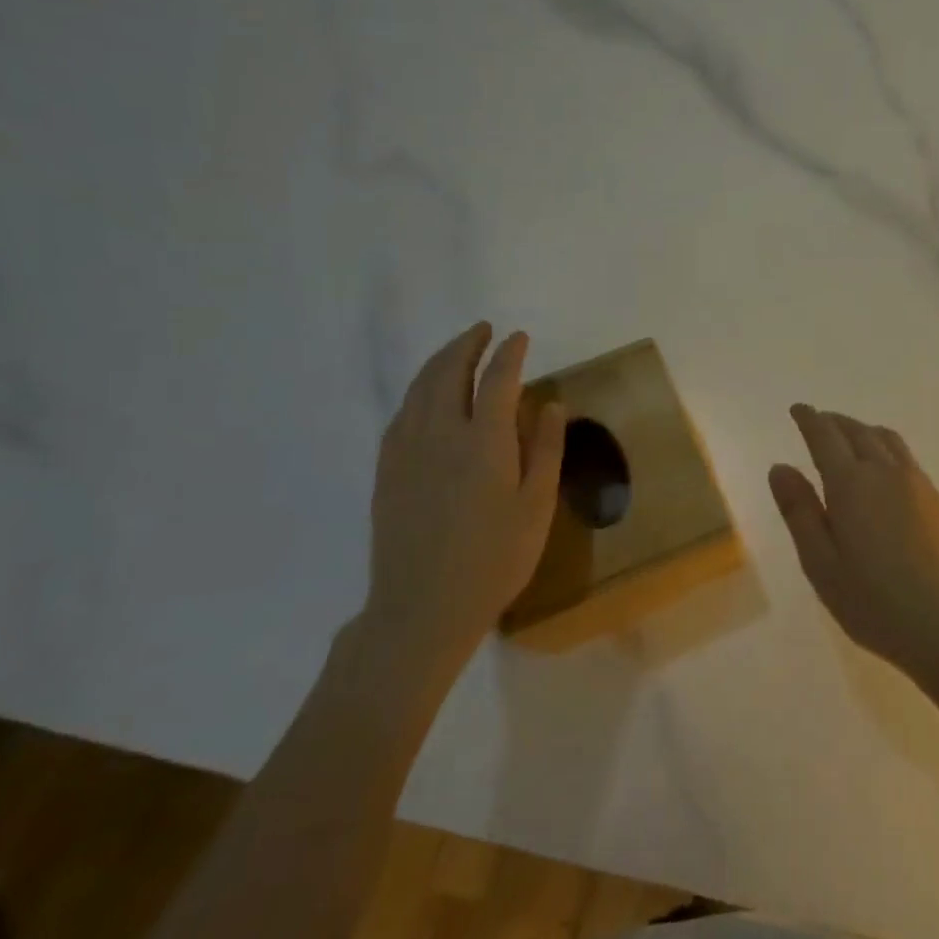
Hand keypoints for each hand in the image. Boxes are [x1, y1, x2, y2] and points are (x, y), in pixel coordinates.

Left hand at [367, 323, 565, 669]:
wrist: (423, 608)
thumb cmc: (494, 559)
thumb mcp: (536, 507)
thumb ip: (545, 450)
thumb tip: (550, 404)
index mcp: (483, 442)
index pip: (497, 380)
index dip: (509, 354)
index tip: (519, 337)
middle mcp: (440, 434)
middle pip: (448, 373)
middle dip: (467, 345)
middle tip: (483, 330)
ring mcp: (406, 450)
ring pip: (419, 389)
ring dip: (440, 362)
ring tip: (457, 351)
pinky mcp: (387, 470)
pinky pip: (401, 413)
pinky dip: (418, 391)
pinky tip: (426, 396)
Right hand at [769, 405, 938, 681]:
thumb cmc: (873, 602)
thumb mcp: (820, 564)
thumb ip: (799, 511)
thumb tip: (780, 468)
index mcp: (851, 484)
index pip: (825, 436)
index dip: (809, 419)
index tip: (798, 409)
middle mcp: (886, 472)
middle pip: (858, 432)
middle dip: (836, 422)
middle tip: (820, 421)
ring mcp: (919, 485)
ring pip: (888, 441)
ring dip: (864, 431)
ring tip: (852, 438)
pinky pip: (908, 461)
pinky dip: (887, 452)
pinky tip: (886, 473)